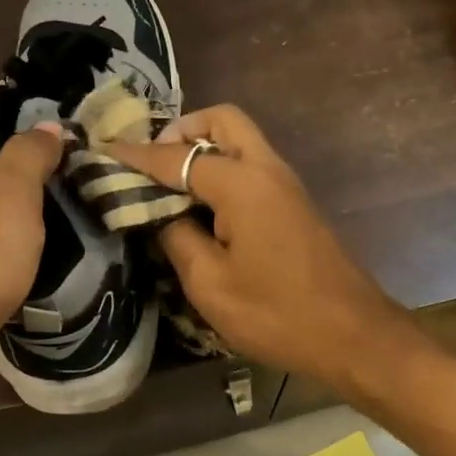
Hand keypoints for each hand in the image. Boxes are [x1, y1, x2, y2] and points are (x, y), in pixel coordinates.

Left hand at [0, 99, 62, 404]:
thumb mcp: (10, 193)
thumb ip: (29, 153)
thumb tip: (46, 126)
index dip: (27, 103)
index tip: (72, 111)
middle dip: (34, 149)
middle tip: (86, 155)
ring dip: (28, 191)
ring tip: (76, 193)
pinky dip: (17, 226)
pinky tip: (44, 238)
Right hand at [108, 105, 411, 388]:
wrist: (353, 335)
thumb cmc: (278, 314)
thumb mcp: (210, 284)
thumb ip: (177, 237)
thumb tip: (159, 212)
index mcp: (242, 182)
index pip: (177, 156)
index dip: (135, 156)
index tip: (101, 153)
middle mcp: (268, 169)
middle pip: (222, 120)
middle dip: (182, 131)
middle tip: (151, 165)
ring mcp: (287, 184)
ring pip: (241, 140)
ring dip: (204, 148)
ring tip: (169, 185)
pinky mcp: (296, 204)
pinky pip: (253, 165)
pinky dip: (224, 168)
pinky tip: (202, 206)